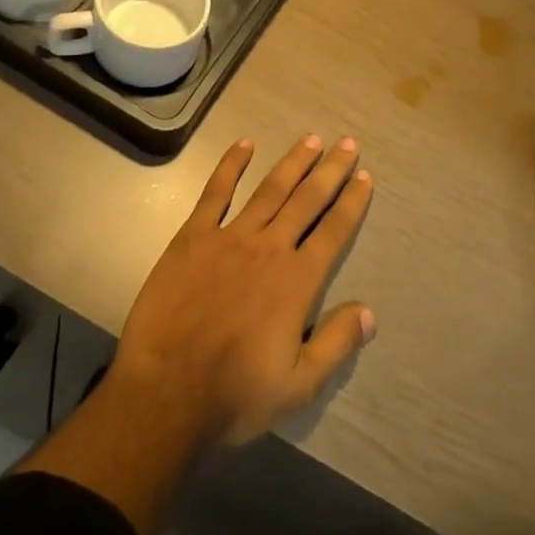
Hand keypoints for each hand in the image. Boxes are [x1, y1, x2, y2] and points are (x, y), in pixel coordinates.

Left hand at [110, 134, 376, 447]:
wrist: (165, 395)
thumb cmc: (234, 395)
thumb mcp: (298, 386)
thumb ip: (336, 344)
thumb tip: (370, 312)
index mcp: (297, 281)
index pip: (334, 230)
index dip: (352, 201)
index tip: (365, 176)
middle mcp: (269, 248)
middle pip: (307, 200)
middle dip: (330, 170)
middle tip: (347, 143)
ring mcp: (229, 238)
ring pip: (270, 189)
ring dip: (293, 162)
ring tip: (311, 139)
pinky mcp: (192, 238)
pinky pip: (215, 193)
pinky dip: (230, 166)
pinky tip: (245, 144)